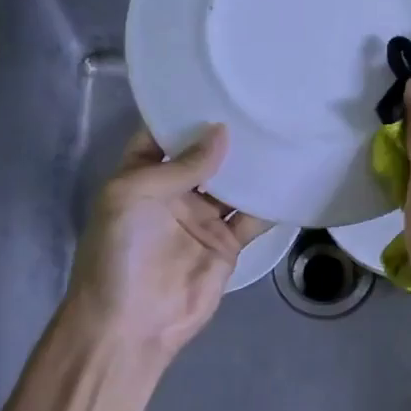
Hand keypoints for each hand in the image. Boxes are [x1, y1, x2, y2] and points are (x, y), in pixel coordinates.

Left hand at [60, 125, 270, 368]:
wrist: (130, 325)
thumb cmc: (119, 253)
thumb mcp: (133, 196)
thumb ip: (179, 165)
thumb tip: (222, 132)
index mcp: (141, 176)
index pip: (163, 135)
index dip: (184, 112)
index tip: (216, 85)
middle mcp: (173, 192)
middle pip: (205, 156)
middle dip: (227, 134)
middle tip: (260, 103)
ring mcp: (202, 219)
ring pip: (233, 183)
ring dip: (252, 164)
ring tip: (281, 131)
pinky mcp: (226, 244)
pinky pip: (252, 216)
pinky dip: (270, 201)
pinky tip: (291, 177)